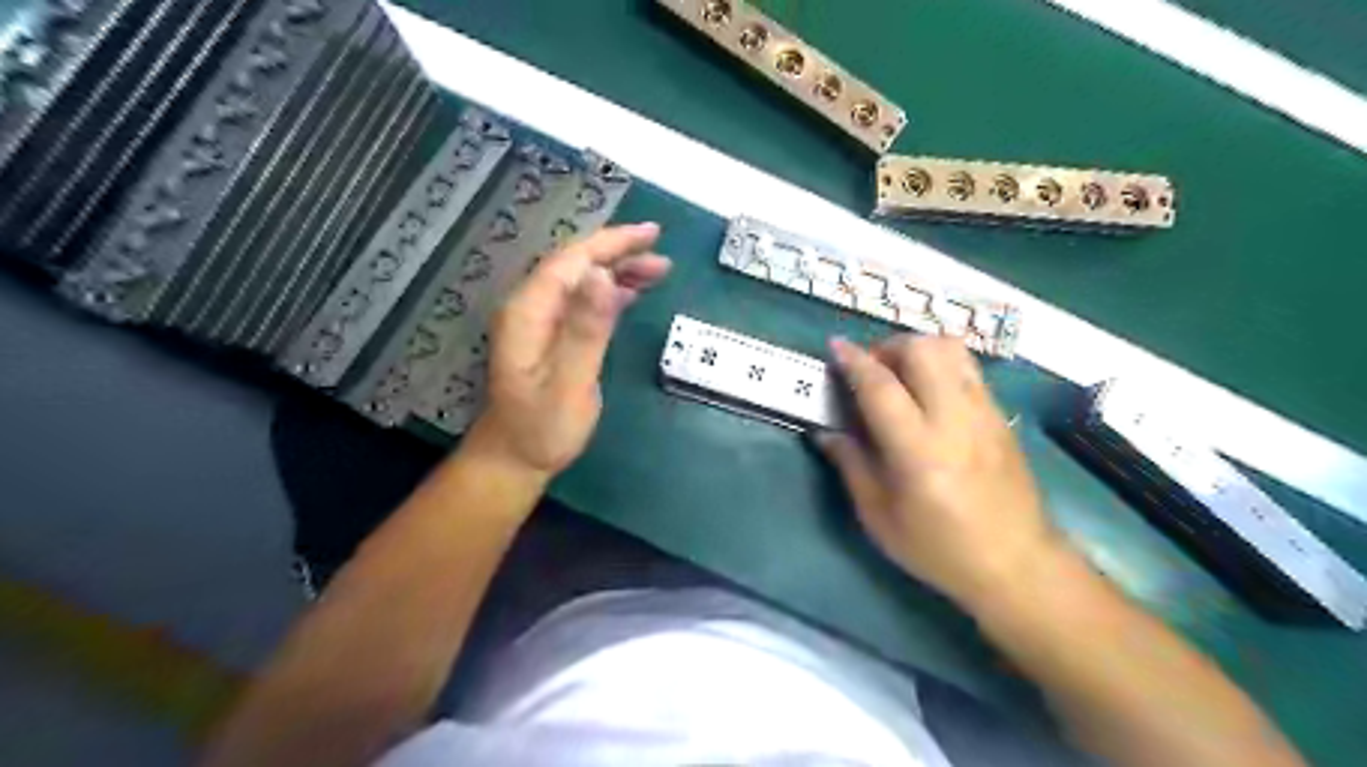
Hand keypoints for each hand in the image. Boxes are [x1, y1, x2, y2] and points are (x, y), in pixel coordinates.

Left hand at [462, 223, 669, 478]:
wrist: (515, 458)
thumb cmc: (542, 428)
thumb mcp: (568, 384)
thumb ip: (585, 331)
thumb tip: (603, 276)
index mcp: (529, 313)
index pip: (571, 262)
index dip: (610, 243)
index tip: (650, 234)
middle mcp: (531, 309)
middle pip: (577, 266)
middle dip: (619, 253)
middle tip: (663, 255)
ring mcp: (541, 322)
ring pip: (582, 282)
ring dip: (619, 272)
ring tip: (659, 271)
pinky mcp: (553, 336)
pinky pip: (583, 302)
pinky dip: (611, 293)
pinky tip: (633, 292)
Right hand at [815, 334, 1059, 611]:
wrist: (1017, 563)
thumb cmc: (939, 548)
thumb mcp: (879, 517)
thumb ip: (851, 465)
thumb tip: (825, 432)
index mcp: (918, 451)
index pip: (881, 387)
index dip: (854, 361)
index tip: (834, 346)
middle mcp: (953, 420)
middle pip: (922, 351)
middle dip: (887, 347)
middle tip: (870, 369)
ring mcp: (983, 413)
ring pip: (951, 350)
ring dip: (917, 349)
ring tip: (899, 373)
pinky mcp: (999, 415)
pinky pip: (968, 367)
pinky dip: (940, 362)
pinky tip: (927, 389)